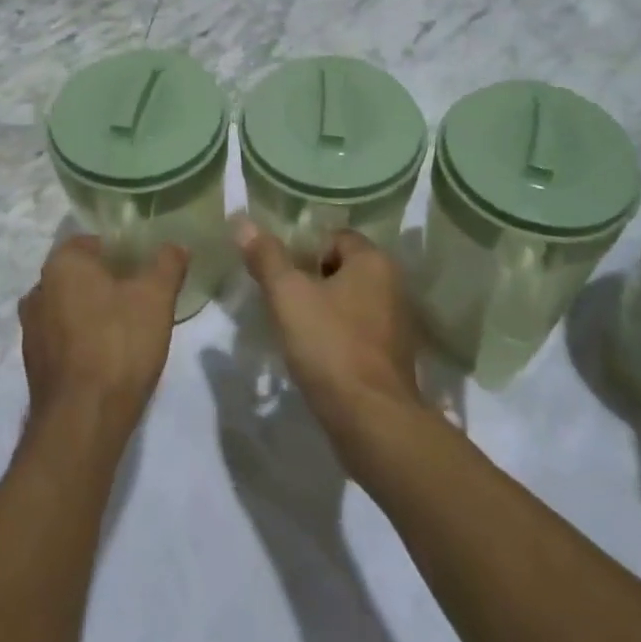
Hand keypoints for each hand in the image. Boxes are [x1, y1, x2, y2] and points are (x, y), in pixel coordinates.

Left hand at [20, 236, 186, 440]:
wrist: (83, 419)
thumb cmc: (119, 343)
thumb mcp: (156, 297)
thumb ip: (167, 264)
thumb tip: (177, 245)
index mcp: (61, 264)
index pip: (92, 242)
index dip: (121, 251)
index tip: (144, 267)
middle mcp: (38, 290)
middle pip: (79, 275)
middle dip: (107, 282)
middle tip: (140, 296)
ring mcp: (31, 330)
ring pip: (69, 307)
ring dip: (93, 312)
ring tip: (127, 328)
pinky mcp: (34, 364)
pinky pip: (63, 338)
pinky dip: (82, 340)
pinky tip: (108, 356)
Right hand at [232, 217, 421, 439]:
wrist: (372, 420)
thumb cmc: (330, 346)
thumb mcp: (288, 295)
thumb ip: (266, 257)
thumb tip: (242, 221)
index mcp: (374, 261)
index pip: (334, 236)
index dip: (303, 250)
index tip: (280, 274)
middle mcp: (393, 285)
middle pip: (342, 268)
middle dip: (310, 280)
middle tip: (281, 300)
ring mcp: (397, 323)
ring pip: (349, 301)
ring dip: (323, 309)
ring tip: (294, 328)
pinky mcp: (393, 357)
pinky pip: (358, 331)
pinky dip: (337, 336)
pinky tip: (316, 354)